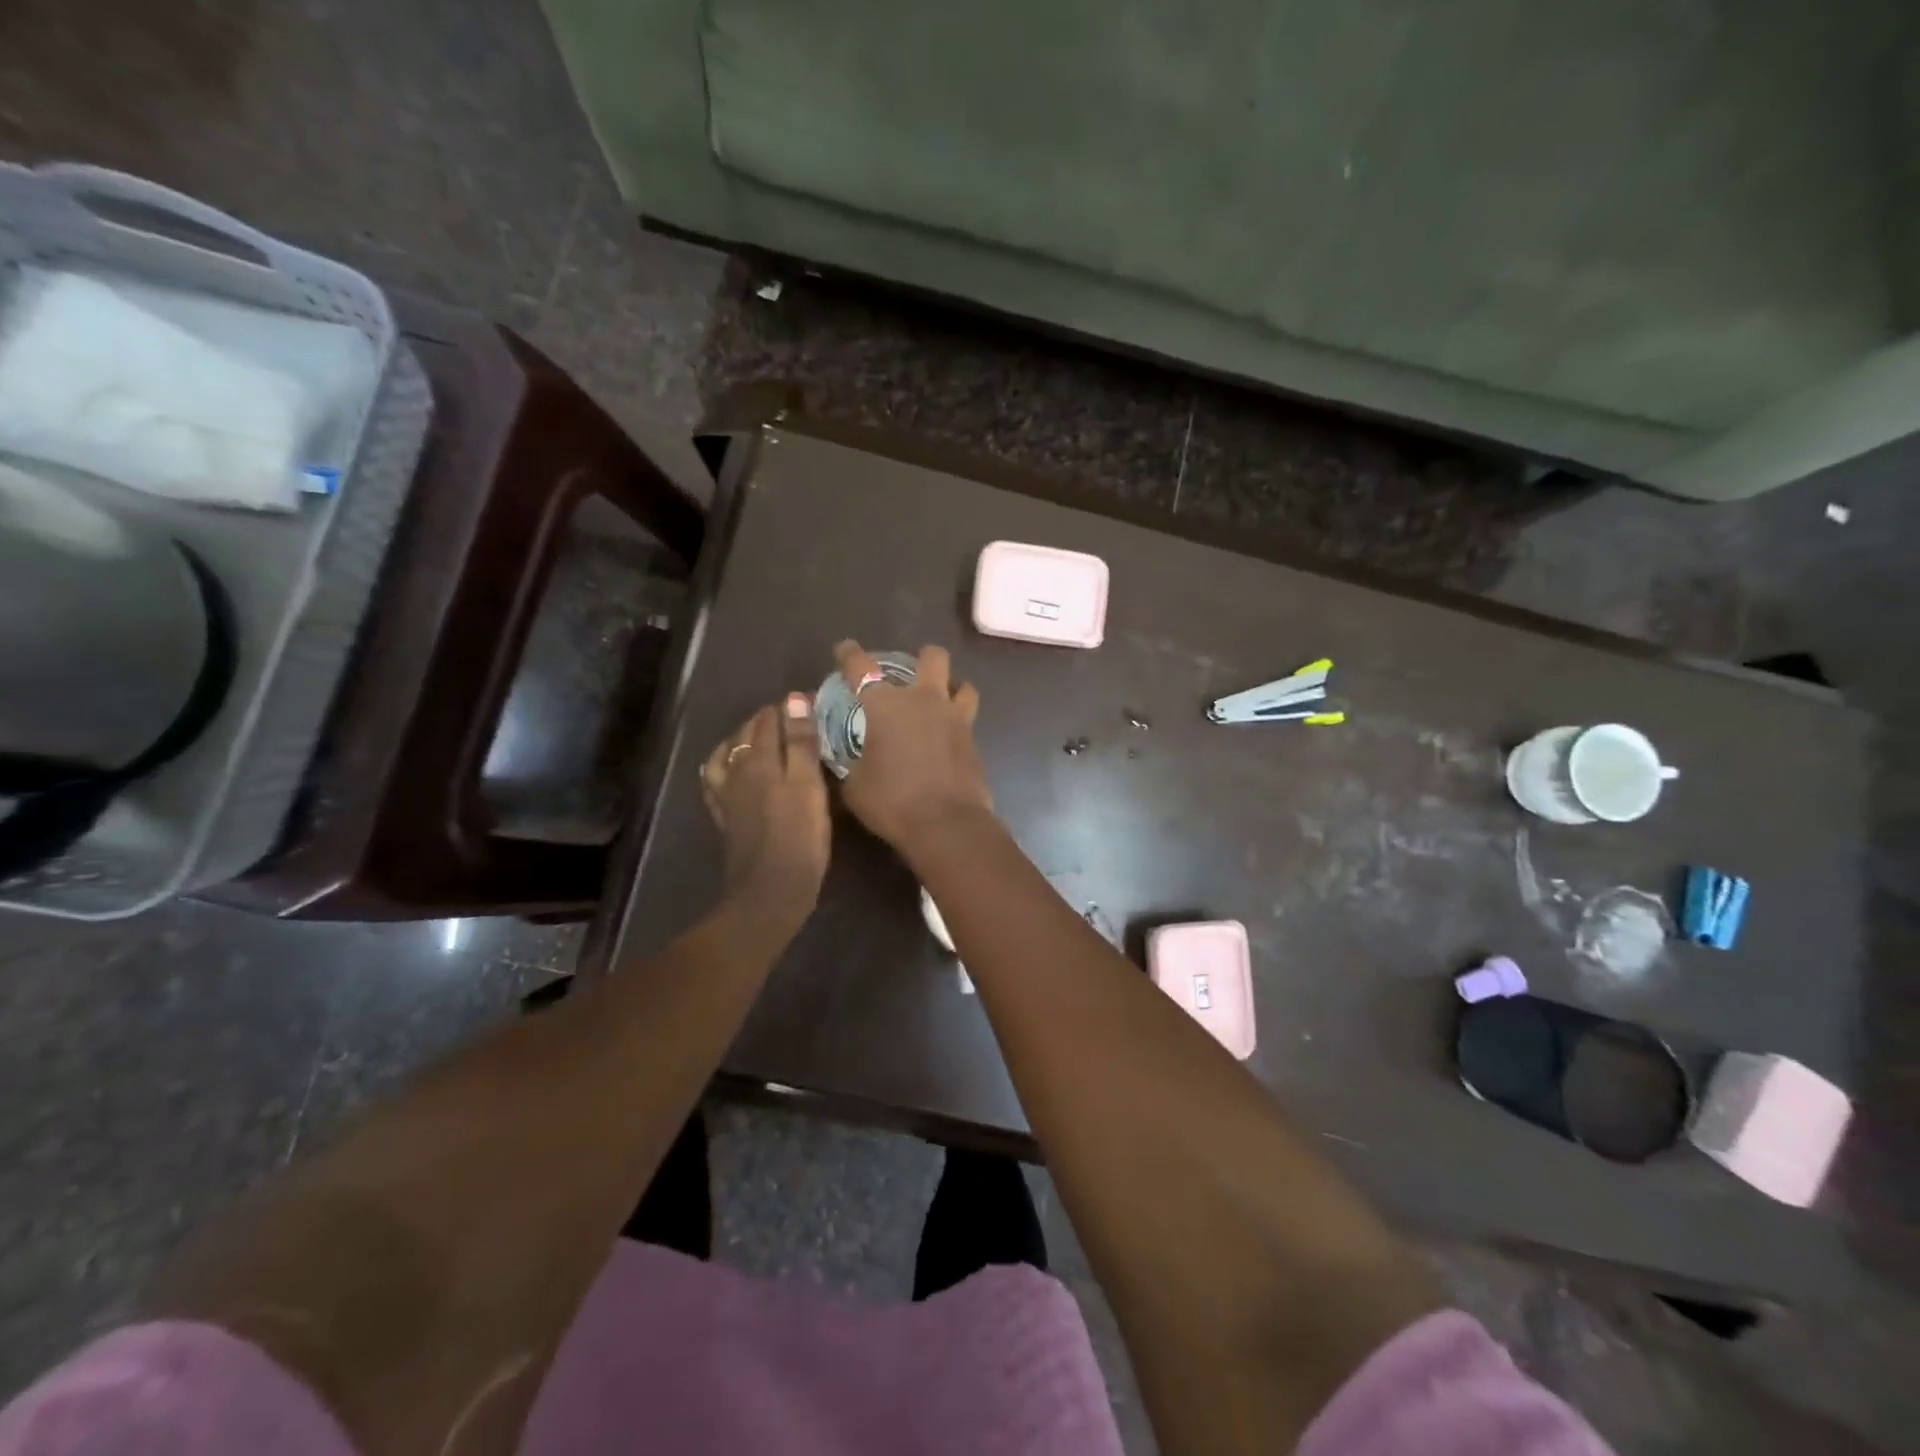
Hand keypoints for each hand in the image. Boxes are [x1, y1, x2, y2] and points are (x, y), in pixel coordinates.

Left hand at [701, 695, 830, 919]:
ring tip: (762, 737)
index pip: (770, 719)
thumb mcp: (809, 787)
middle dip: (768, 719)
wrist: (769, 892)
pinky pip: (716, 780)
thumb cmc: (799, 840)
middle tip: (795, 718)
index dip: (789, 707)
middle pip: (747, 733)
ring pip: (727, 753)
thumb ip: (801, 743)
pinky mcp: (724, 817)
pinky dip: (724, 765)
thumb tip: (793, 698)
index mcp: (761, 761)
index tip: (811, 703)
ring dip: (743, 739)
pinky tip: (732, 769)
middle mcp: (738, 771)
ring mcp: (727, 795)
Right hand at [834, 640, 993, 851]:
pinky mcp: (973, 740)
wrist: (946, 825)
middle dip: (922, 658)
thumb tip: (851, 756)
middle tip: (910, 674)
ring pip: (963, 684)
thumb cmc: (891, 802)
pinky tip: (946, 739)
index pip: (860, 667)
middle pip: (932, 657)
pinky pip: (968, 719)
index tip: (845, 649)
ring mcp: (955, 718)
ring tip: (939, 704)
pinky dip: (957, 722)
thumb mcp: (854, 784)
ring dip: (951, 688)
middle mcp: (923, 700)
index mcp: (886, 705)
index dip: (849, 654)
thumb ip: (850, 761)